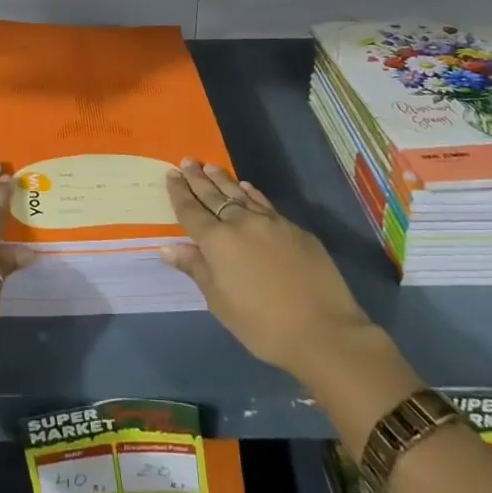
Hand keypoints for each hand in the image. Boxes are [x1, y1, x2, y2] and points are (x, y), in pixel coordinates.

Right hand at [160, 159, 380, 383]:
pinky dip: (251, 193)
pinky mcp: (294, 229)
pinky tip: (246, 187)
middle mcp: (241, 223)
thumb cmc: (262, 325)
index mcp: (217, 241)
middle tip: (186, 161)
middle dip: (198, 179)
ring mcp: (270, 222)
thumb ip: (196, 269)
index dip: (179, 192)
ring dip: (223, 180)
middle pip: (214, 196)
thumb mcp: (220, 303)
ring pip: (240, 194)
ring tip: (210, 166)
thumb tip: (168, 247)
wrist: (323, 331)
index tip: (171, 174)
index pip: (191, 211)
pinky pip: (264, 203)